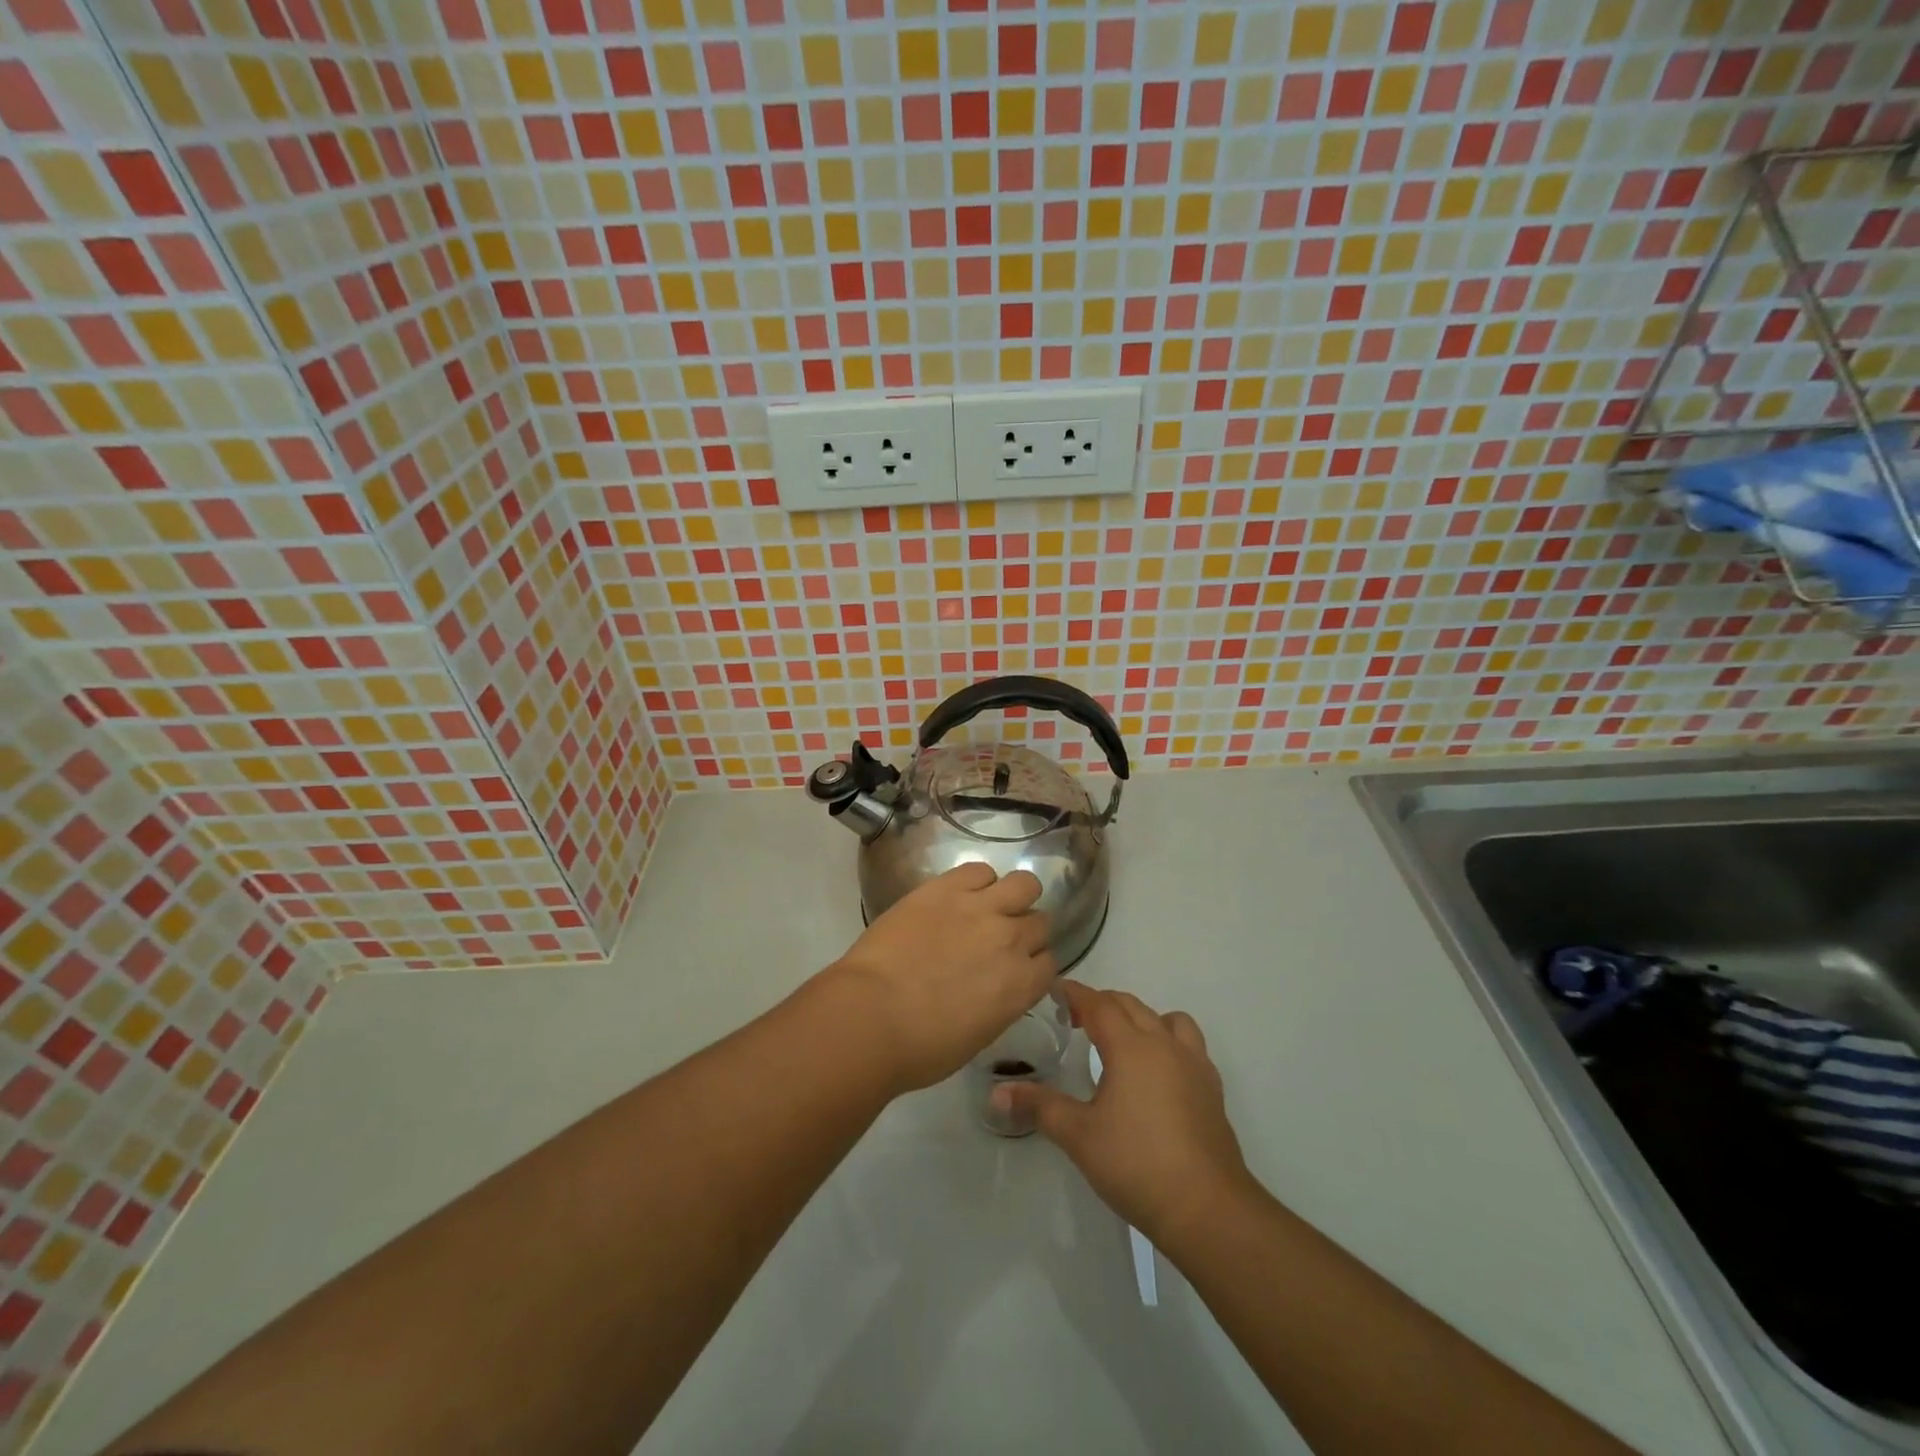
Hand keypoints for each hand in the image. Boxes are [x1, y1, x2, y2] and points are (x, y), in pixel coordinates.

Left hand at [823, 862, 1055, 1094]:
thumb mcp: (977, 1036)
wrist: (871, 1015)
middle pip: (1039, 922)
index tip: (1013, 969)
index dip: (1032, 964)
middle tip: (996, 940)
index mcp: (1021, 985)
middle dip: (1024, 931)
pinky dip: (976, 881)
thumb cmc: (920, 1047)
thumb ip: (999, 1004)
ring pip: (1024, 885)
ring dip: (1013, 896)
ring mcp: (980, 908)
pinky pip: (979, 870)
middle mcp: (1011, 940)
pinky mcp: (946, 888)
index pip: (1049, 962)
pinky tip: (959, 894)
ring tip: (988, 906)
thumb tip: (995, 987)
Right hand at [998, 982, 1252, 1244]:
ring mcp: (1194, 1064)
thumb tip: (997, 1093)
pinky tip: (1157, 1073)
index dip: (1076, 994)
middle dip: (1102, 1004)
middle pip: (1131, 1005)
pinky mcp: (1212, 1088)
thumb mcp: (1078, 1136)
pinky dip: (1168, 1042)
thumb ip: (1039, 1107)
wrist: (1207, 1208)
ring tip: (1123, 1042)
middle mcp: (1164, 1044)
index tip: (1055, 992)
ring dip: (1141, 1018)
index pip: (1099, 1004)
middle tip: (1077, 1020)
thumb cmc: (1136, 1164)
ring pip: (1166, 1019)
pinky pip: (1188, 1045)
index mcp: (1131, 1046)